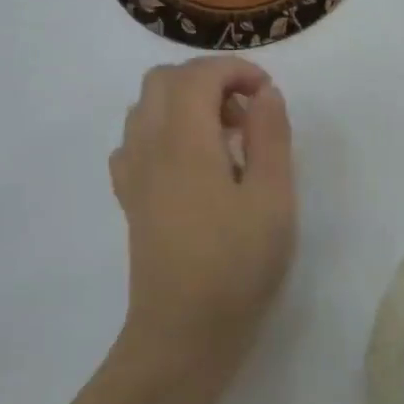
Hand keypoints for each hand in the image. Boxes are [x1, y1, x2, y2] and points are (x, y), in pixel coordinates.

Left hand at [109, 57, 296, 379]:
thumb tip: (264, 93)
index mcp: (184, 142)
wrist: (183, 334)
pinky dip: (163, 132)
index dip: (235, 69)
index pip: (198, 75)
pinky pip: (135, 141)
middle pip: (163, 80)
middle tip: (246, 112)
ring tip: (224, 138)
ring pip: (145, 107)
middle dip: (207, 79)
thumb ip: (270, 136)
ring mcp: (133, 174)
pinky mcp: (130, 199)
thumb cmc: (237, 266)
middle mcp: (149, 147)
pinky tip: (192, 165)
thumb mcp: (273, 199)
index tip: (267, 92)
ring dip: (184, 102)